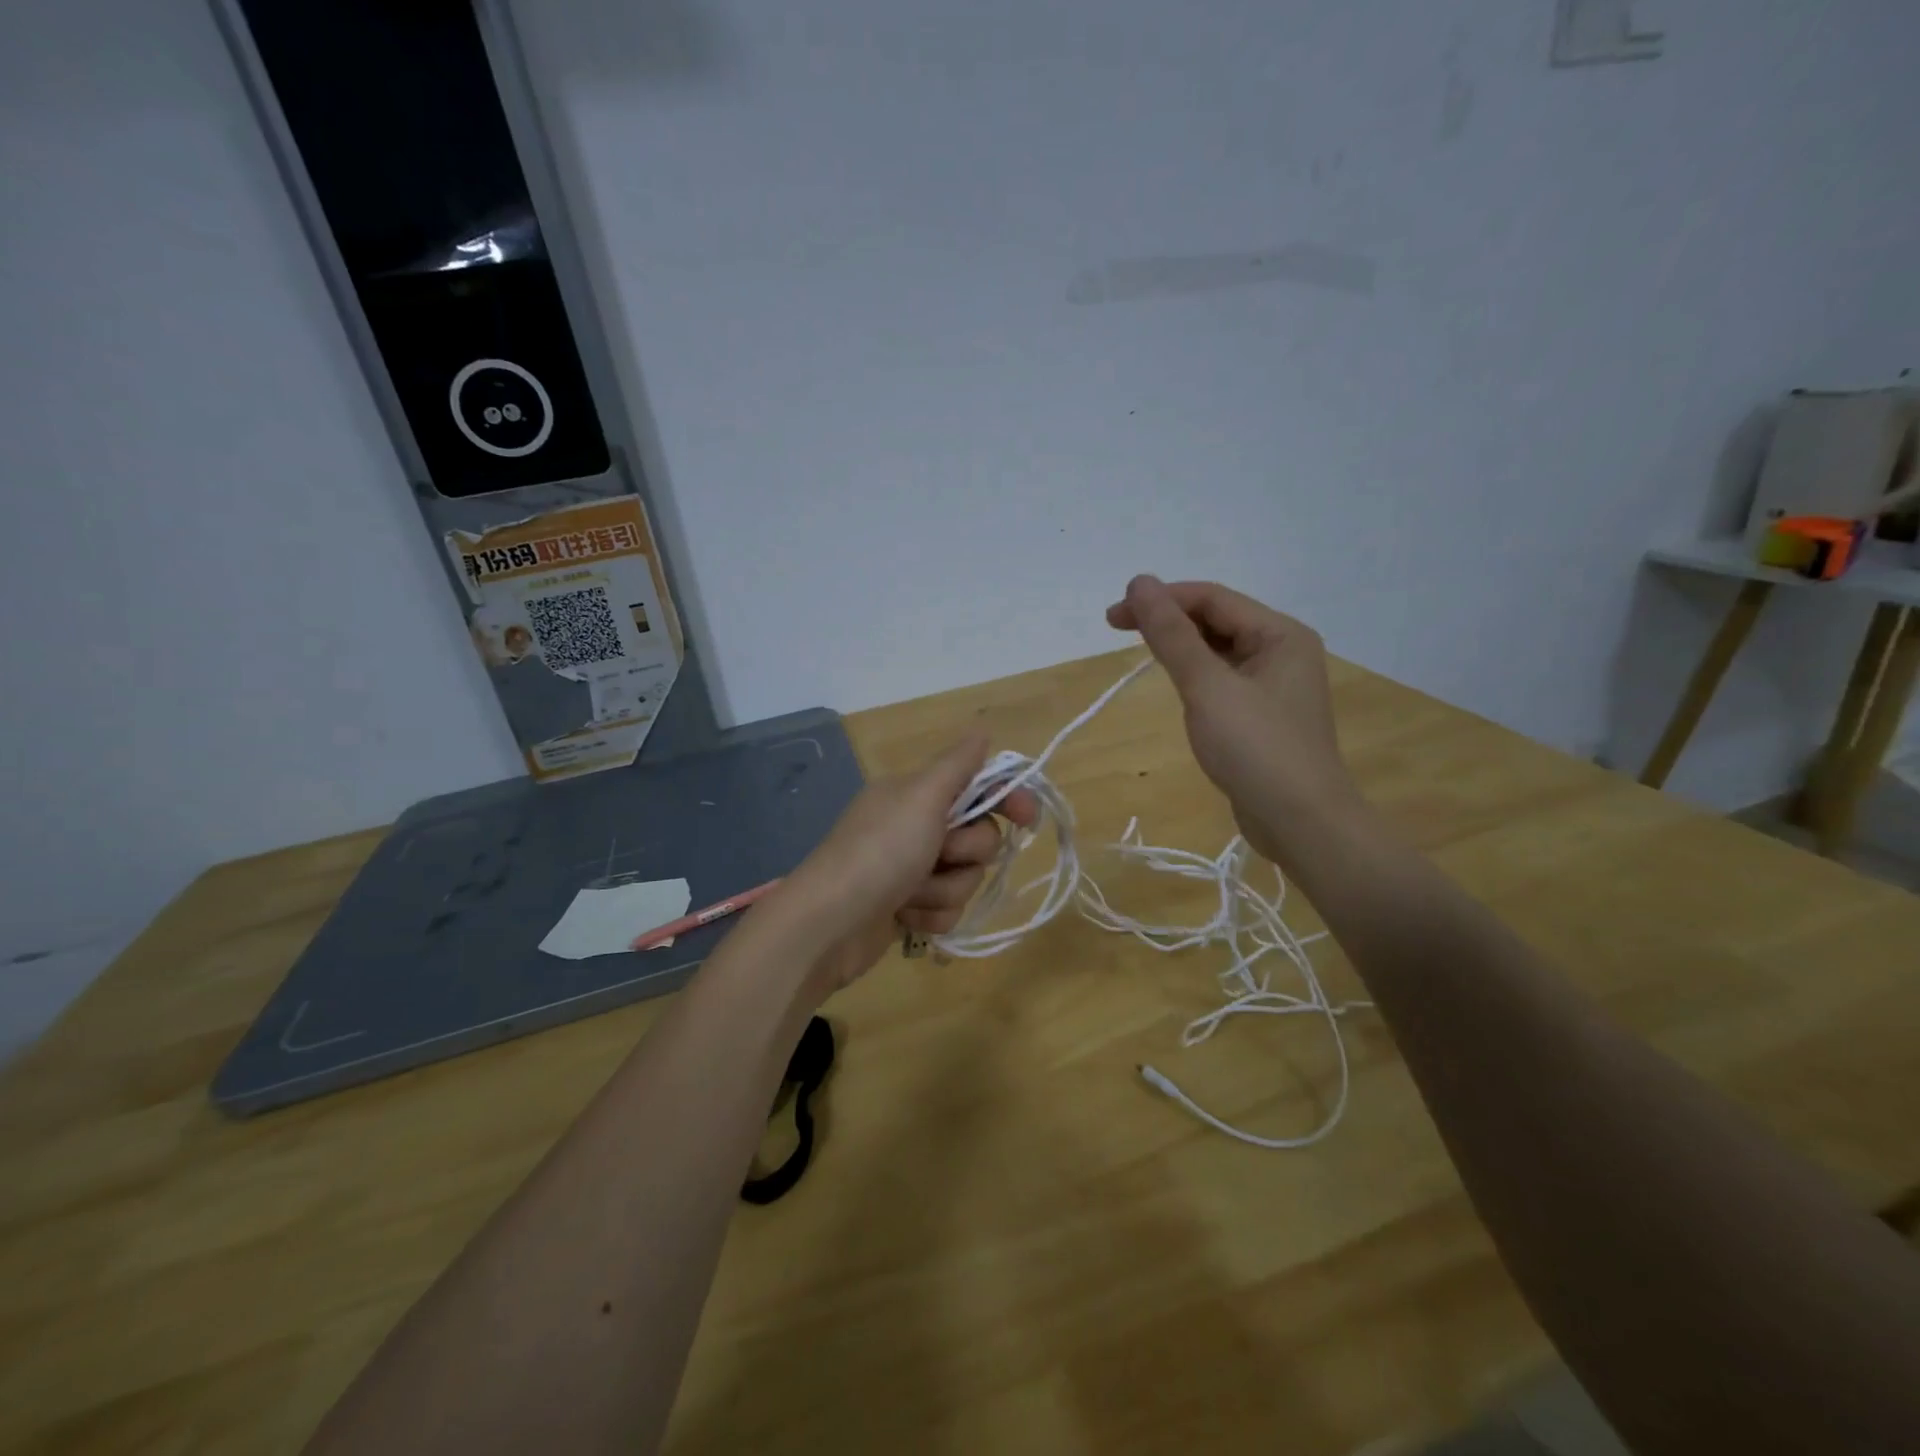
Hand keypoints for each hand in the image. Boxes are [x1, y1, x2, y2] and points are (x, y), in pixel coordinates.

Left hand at [778, 733, 1037, 1000]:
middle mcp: (915, 827)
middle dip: (966, 852)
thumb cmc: (880, 852)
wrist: (828, 924)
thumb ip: (957, 765)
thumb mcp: (921, 797)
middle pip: (979, 837)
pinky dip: (931, 916)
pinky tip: (905, 918)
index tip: (1028, 817)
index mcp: (916, 794)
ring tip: (911, 894)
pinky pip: (947, 910)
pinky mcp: (908, 908)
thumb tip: (982, 731)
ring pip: (965, 878)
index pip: (978, 786)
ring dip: (944, 889)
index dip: (1007, 799)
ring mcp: (910, 870)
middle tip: (939, 853)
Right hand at [1106, 574, 1361, 868]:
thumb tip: (1140, 582)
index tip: (1113, 617)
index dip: (1161, 600)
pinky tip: (1177, 687)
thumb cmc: (1256, 749)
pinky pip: (1223, 679)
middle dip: (1168, 621)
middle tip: (1118, 631)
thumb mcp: (1207, 687)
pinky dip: (1195, 675)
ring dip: (1180, 647)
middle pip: (1216, 620)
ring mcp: (1275, 685)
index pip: (1211, 599)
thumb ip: (1171, 634)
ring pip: (1218, 650)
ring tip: (1142, 655)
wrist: (1301, 823)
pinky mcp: (1264, 715)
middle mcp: (1283, 651)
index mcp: (1280, 634)